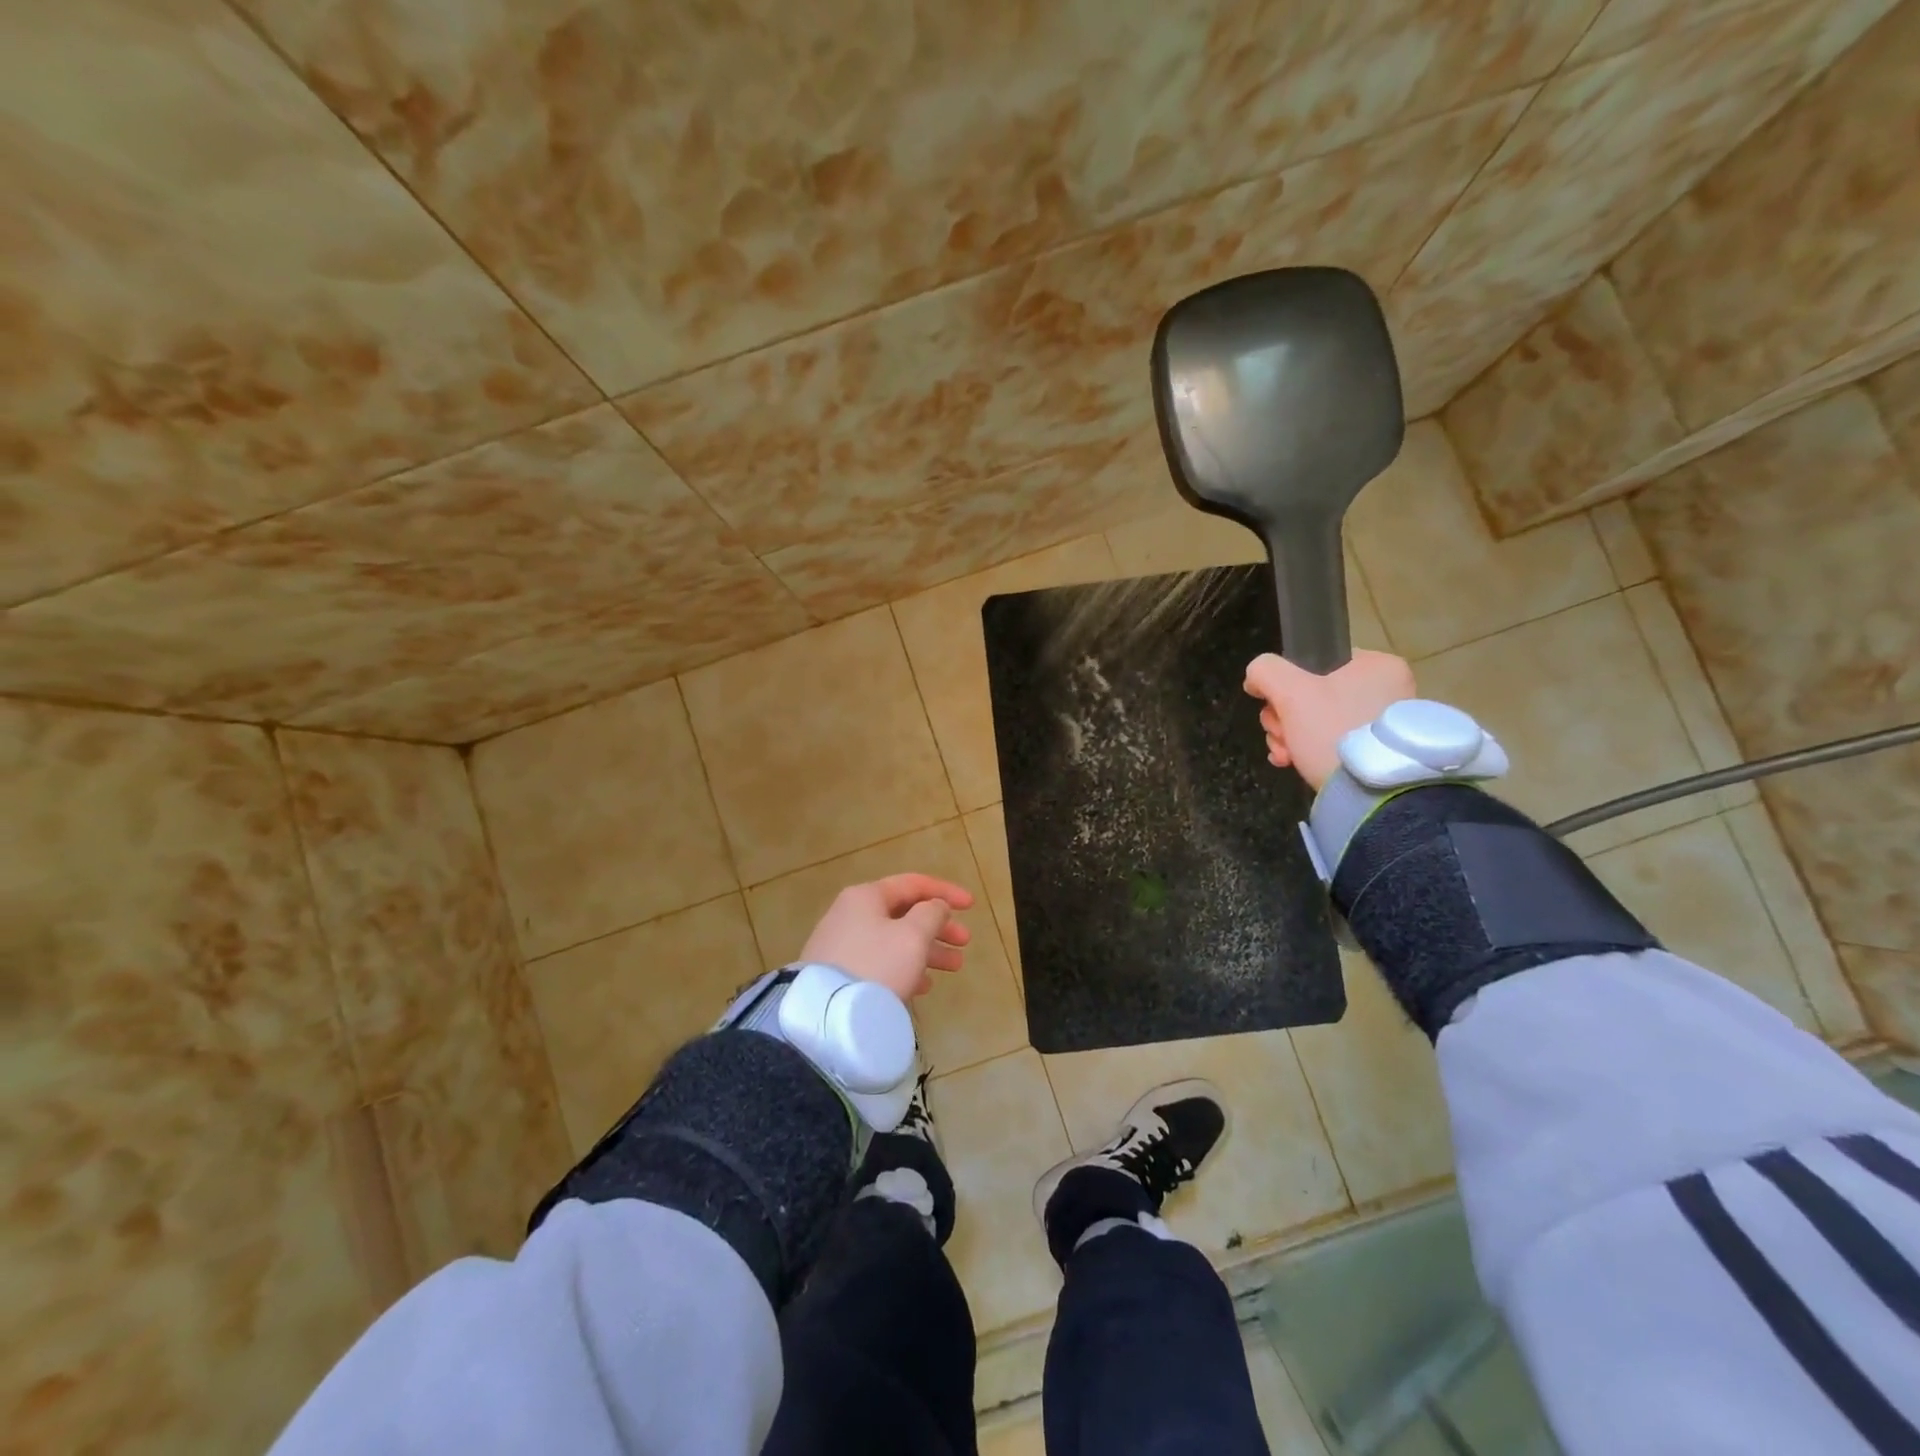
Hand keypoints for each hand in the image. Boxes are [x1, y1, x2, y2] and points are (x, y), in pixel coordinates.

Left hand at [799, 874, 974, 1000]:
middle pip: (904, 913)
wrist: (827, 1015)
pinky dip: (904, 967)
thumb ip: (931, 914)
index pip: (913, 884)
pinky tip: (923, 985)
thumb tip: (934, 906)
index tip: (972, 906)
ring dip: (927, 950)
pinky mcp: (838, 973)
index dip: (945, 892)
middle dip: (938, 926)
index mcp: (866, 896)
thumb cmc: (877, 966)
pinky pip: (880, 962)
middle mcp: (850, 914)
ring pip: (894, 940)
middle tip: (965, 942)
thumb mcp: (913, 936)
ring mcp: (841, 945)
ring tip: (954, 967)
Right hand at [1243, 650, 1417, 790]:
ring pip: (1315, 720)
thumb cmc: (1333, 730)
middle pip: (1311, 694)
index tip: (1275, 707)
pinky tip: (1292, 763)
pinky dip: (1307, 751)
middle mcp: (1386, 689)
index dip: (1284, 684)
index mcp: (1376, 666)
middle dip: (1284, 718)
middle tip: (1282, 735)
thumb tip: (1255, 677)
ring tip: (1286, 755)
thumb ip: (1266, 671)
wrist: (1370, 793)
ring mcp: (1380, 722)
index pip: (1314, 662)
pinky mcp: (1373, 751)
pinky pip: (1330, 741)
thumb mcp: (1291, 692)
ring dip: (1289, 736)